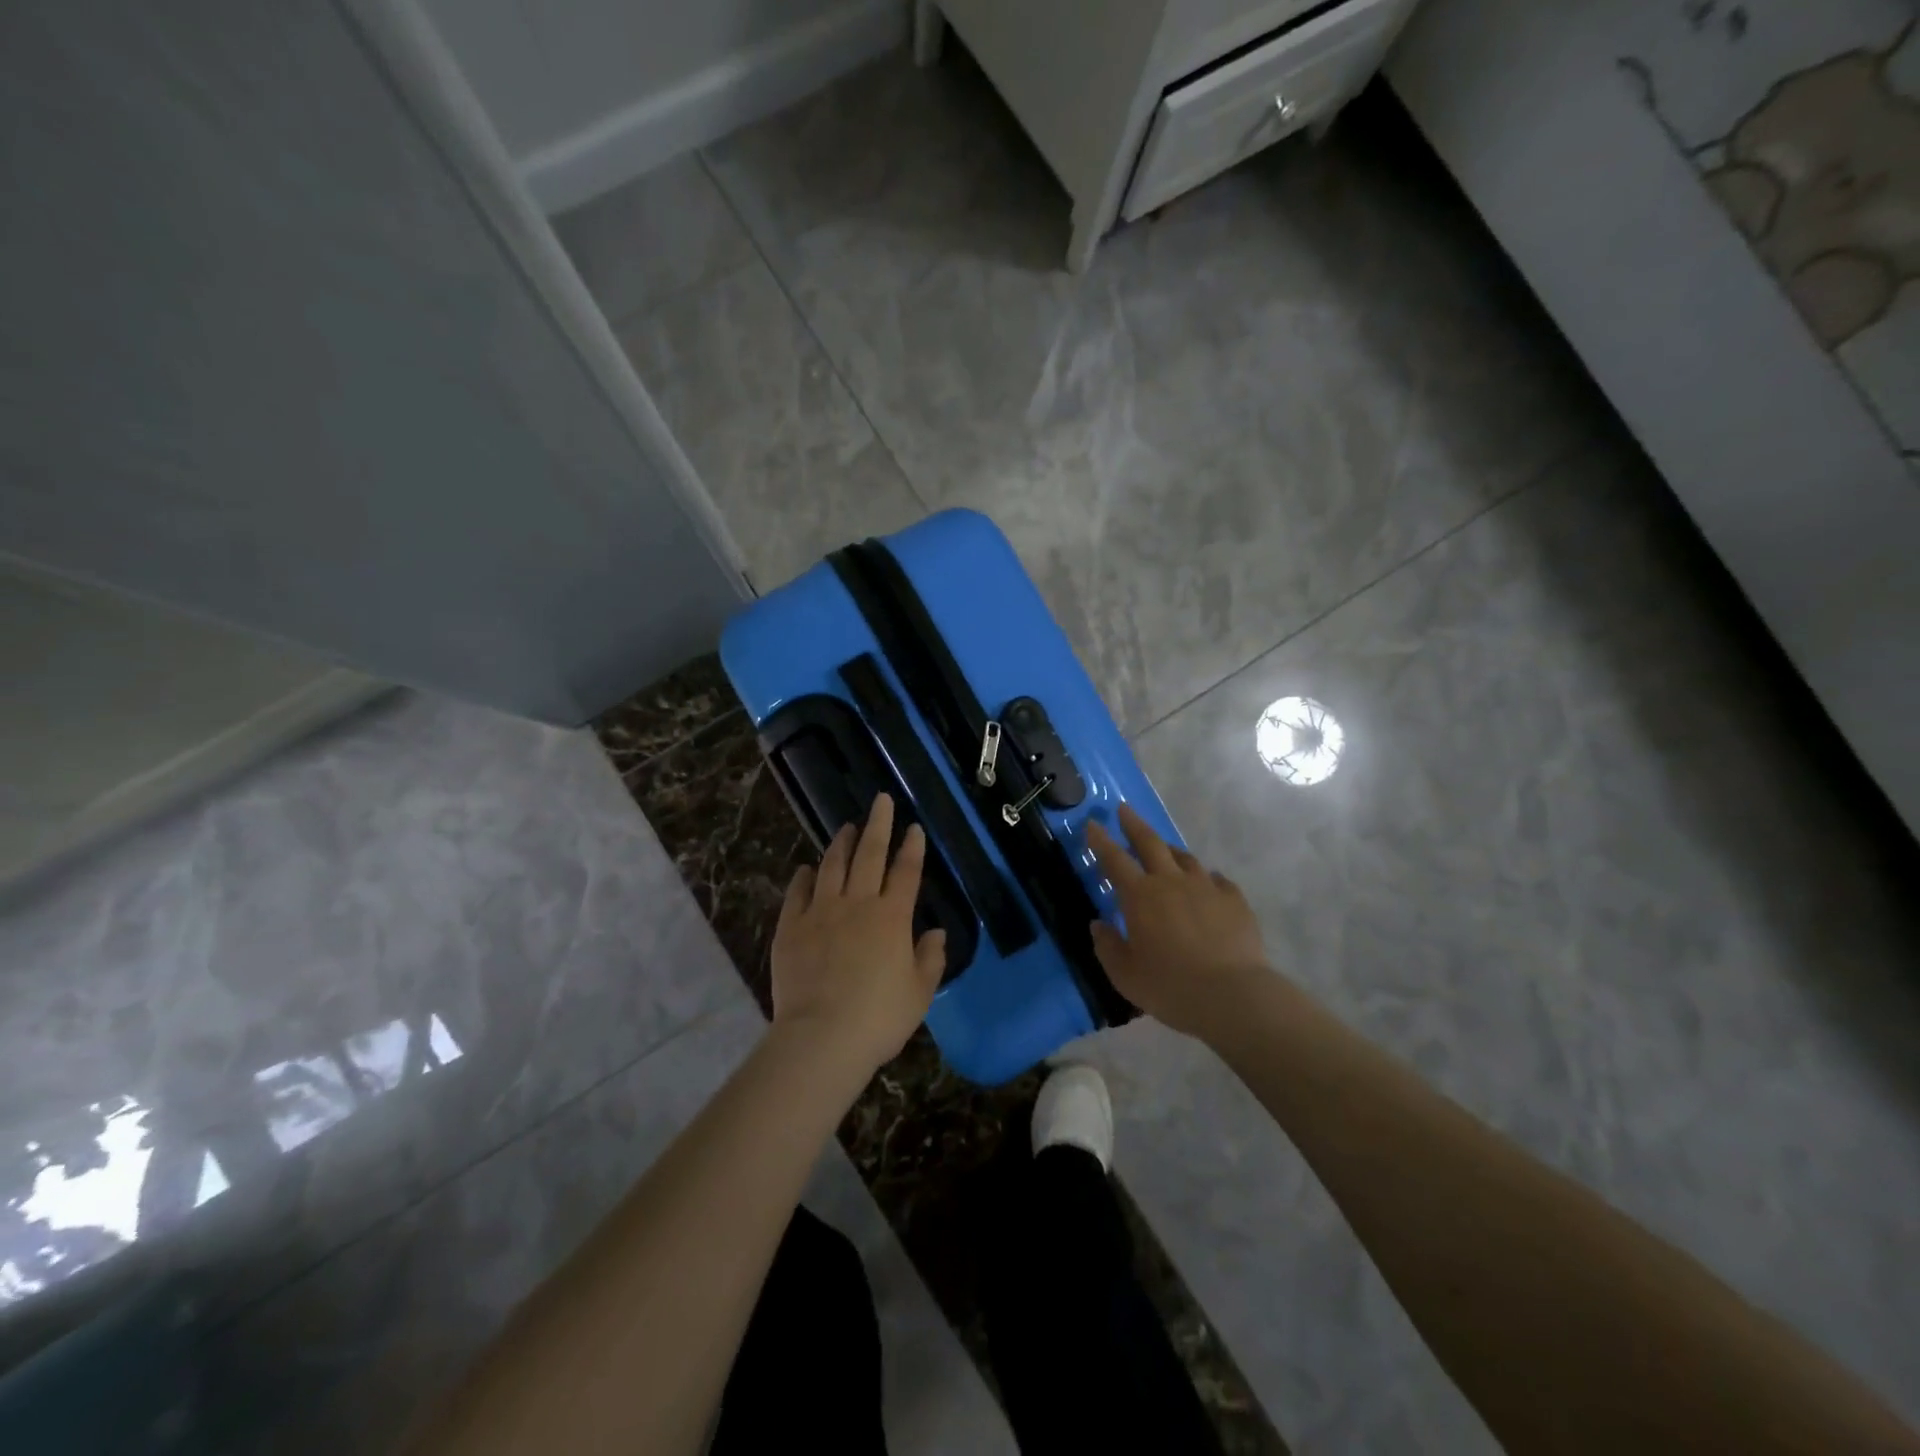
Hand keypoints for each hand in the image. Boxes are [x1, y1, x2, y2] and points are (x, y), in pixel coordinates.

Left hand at [770, 794, 946, 1074]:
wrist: (822, 1037)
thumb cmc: (878, 1018)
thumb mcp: (919, 993)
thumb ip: (930, 958)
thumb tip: (936, 932)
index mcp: (892, 917)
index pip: (906, 872)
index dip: (912, 847)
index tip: (914, 828)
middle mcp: (857, 904)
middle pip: (870, 855)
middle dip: (879, 824)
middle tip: (881, 801)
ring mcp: (821, 912)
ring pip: (832, 865)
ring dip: (841, 843)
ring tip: (847, 827)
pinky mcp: (791, 927)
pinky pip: (798, 892)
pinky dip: (805, 876)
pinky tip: (807, 868)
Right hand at [1086, 803, 1271, 1037]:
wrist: (1232, 996)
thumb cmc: (1170, 986)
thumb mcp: (1125, 974)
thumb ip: (1107, 947)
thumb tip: (1098, 925)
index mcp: (1140, 896)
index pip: (1114, 860)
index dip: (1101, 840)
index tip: (1093, 823)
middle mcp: (1171, 882)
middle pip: (1150, 843)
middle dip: (1134, 825)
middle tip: (1124, 809)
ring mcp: (1206, 888)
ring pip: (1185, 858)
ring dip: (1171, 850)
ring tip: (1165, 850)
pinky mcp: (1235, 901)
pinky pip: (1218, 881)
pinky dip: (1208, 879)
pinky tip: (1209, 885)